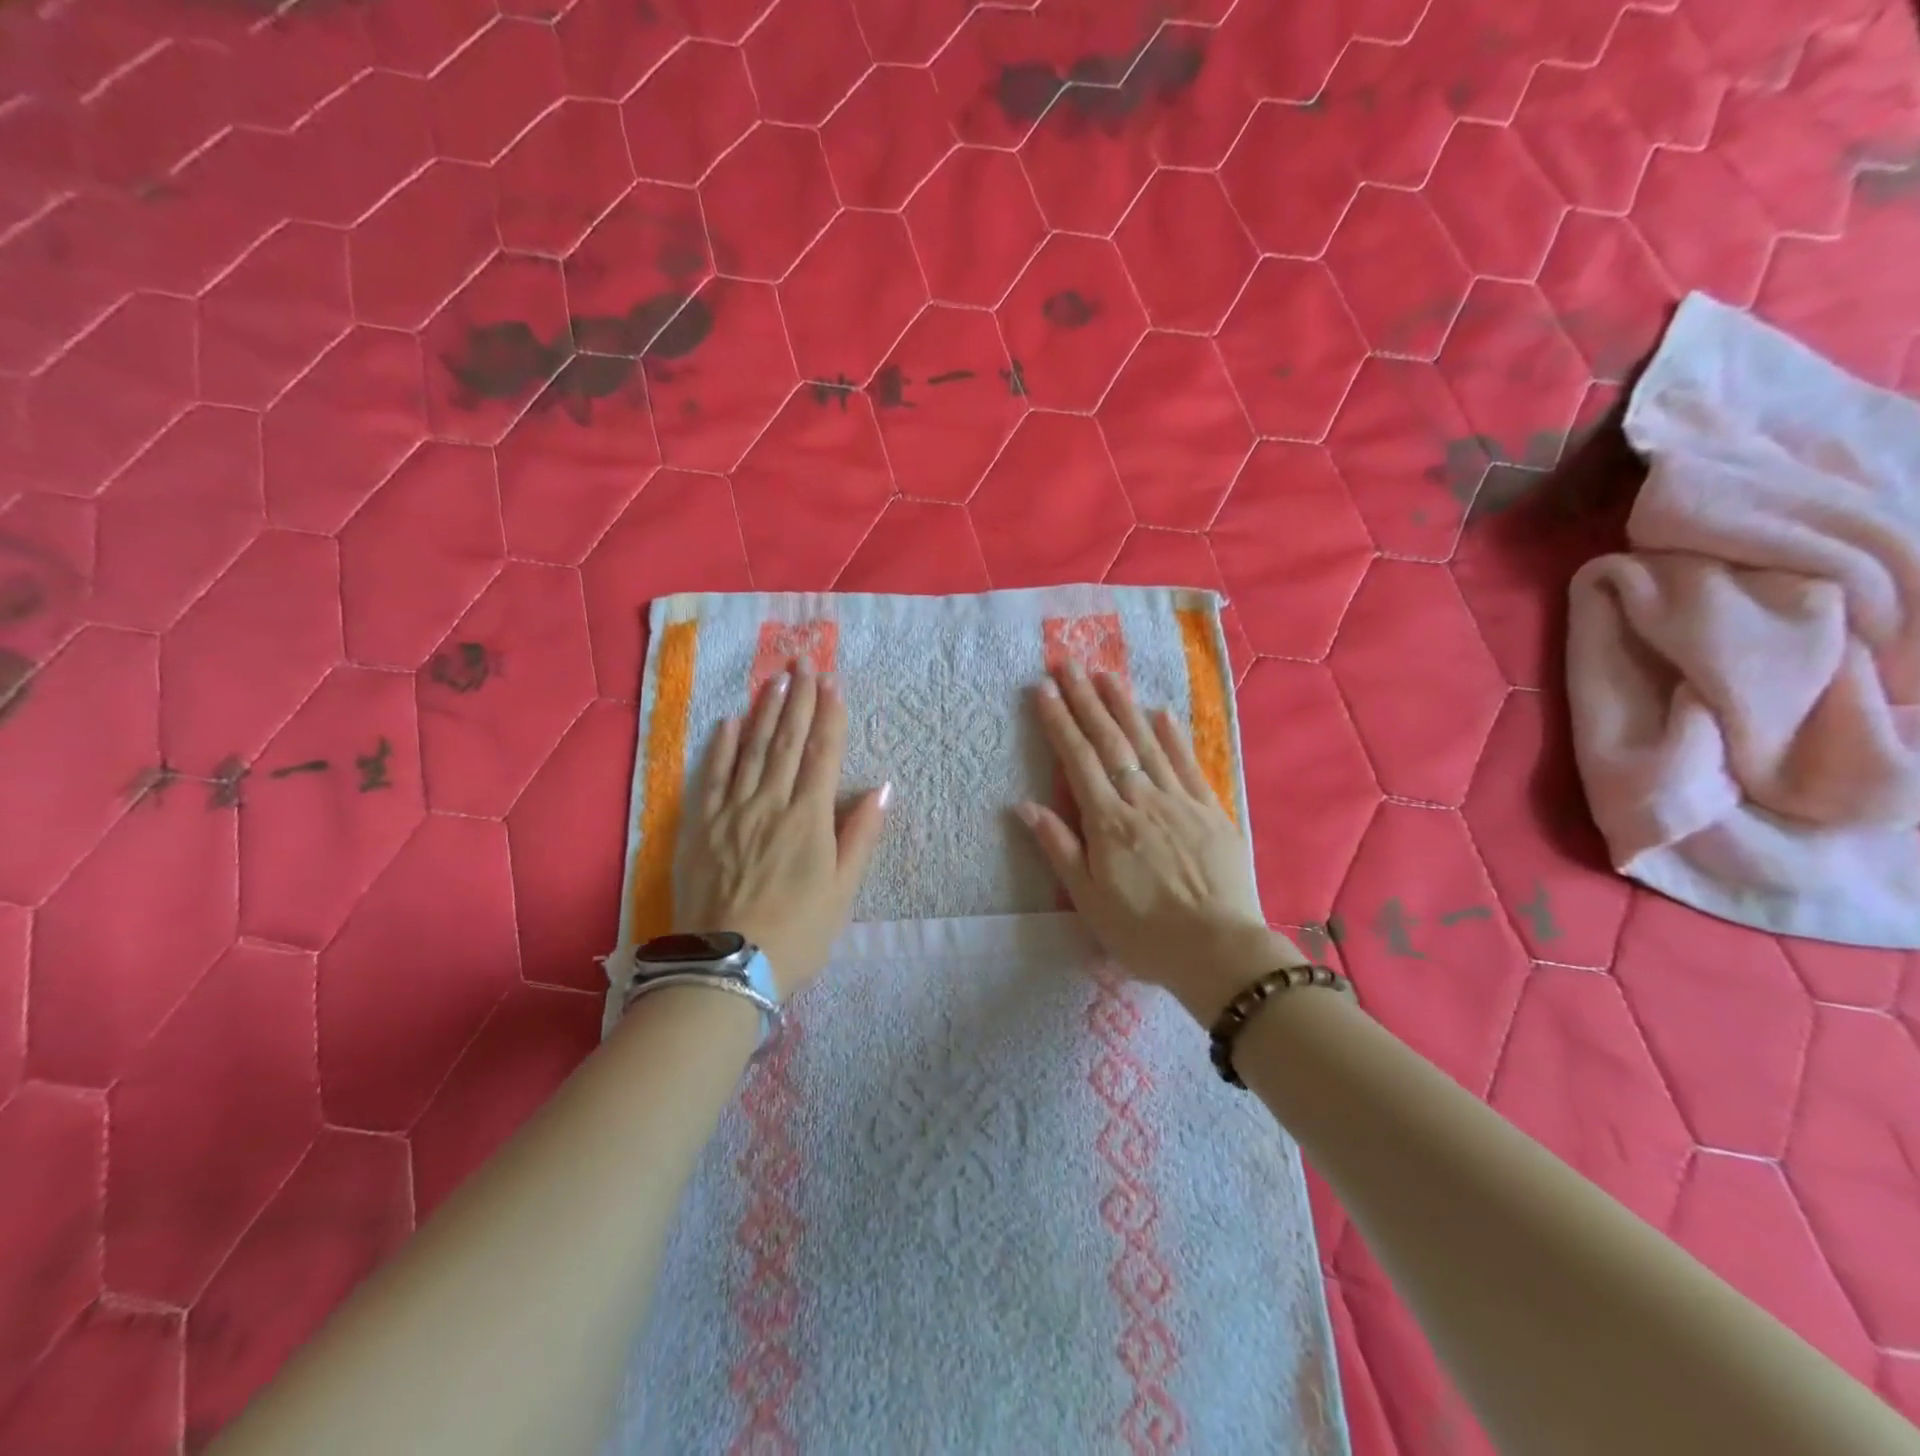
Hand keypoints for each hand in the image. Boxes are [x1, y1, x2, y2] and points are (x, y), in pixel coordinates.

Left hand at [677, 660, 888, 996]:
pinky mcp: (700, 828)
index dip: (829, 716)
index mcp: (808, 819)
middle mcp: (770, 804)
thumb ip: (860, 835)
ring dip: (764, 712)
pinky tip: (727, 722)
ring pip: (750, 750)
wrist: (727, 968)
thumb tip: (882, 788)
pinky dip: (720, 747)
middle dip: (798, 699)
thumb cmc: (797, 934)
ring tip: (774, 679)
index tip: (832, 682)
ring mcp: (731, 813)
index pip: (821, 754)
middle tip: (803, 661)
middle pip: (786, 742)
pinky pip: (710, 777)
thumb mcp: (843, 891)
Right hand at [1016, 663, 1300, 1020]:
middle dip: (1085, 700)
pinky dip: (1173, 737)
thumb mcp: (1089, 901)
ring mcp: (1180, 802)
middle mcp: (1142, 801)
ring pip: (1147, 744)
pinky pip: (1188, 765)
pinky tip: (1160, 713)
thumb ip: (1059, 848)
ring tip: (1106, 675)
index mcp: (1109, 823)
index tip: (1044, 690)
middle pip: (1110, 742)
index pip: (1078, 760)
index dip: (1059, 722)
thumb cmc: (1144, 933)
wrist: (1219, 952)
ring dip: (1124, 706)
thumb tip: (1025, 806)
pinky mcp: (1210, 811)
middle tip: (1068, 664)